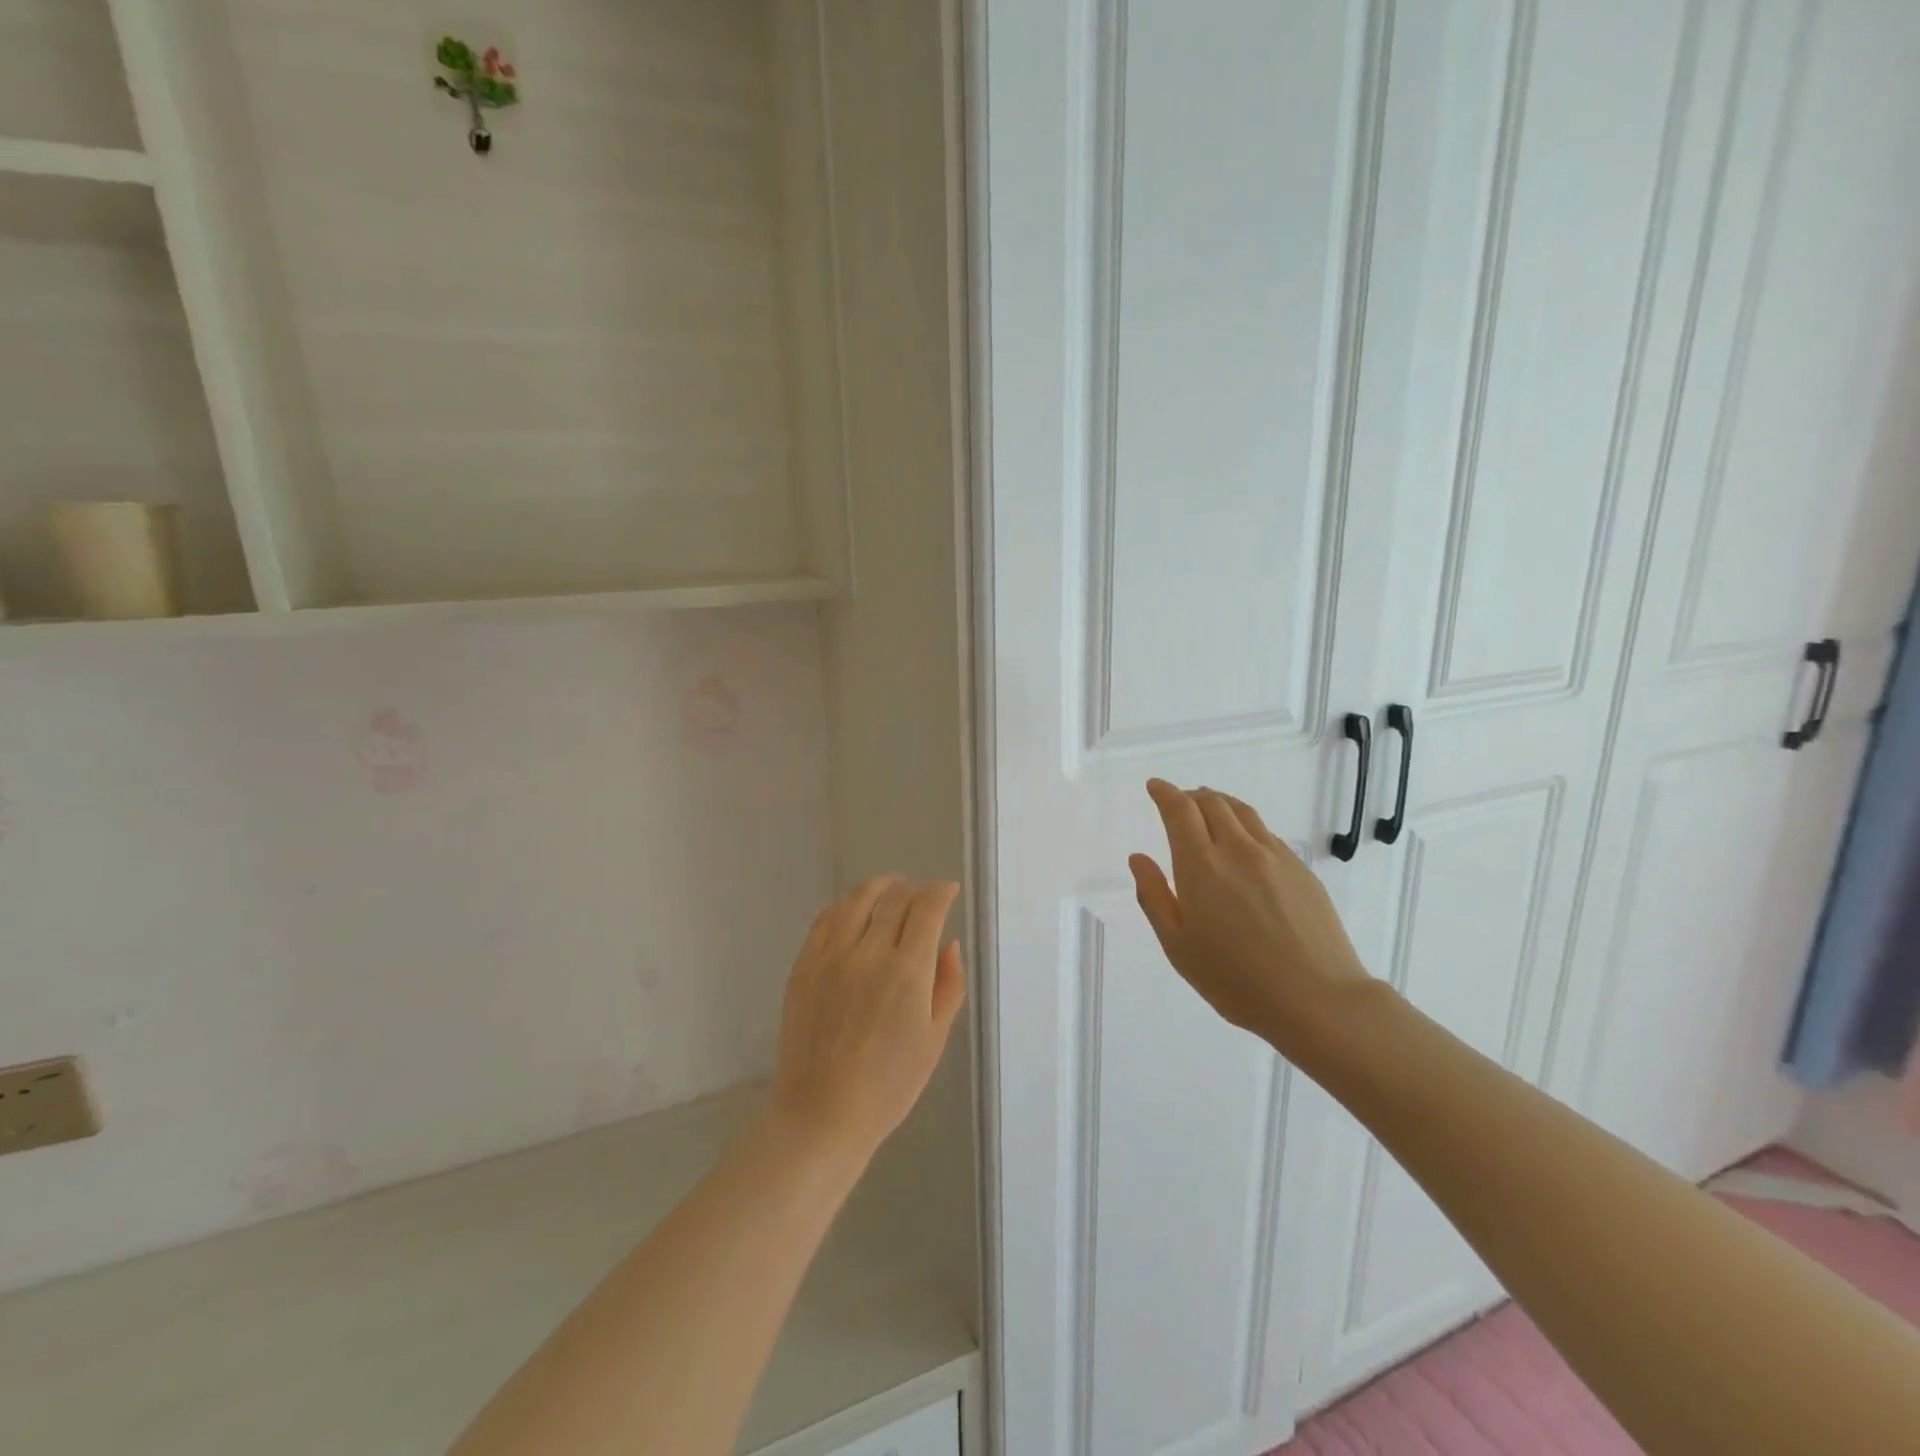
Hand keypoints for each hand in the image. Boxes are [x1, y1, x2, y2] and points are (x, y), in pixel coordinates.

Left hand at [769, 877, 966, 1163]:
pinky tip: (852, 910)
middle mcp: (868, 953)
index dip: (940, 892)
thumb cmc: (889, 1085)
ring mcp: (830, 957)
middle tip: (922, 895)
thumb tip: (948, 944)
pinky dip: (844, 907)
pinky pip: (824, 920)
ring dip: (879, 887)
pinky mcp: (803, 966)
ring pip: (856, 901)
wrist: (822, 1114)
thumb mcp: (934, 1039)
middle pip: (894, 899)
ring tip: (889, 887)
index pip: (926, 909)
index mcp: (907, 971)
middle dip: (914, 889)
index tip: (948, 890)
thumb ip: (948, 985)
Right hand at [1129, 779, 1373, 1062]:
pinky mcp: (1301, 870)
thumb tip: (1138, 858)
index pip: (1180, 810)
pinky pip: (1266, 832)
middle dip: (1190, 795)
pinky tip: (1244, 842)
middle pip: (1212, 803)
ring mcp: (1275, 857)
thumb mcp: (1178, 946)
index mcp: (1201, 865)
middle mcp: (1238, 849)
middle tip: (1178, 800)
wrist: (1318, 1000)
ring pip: (1243, 812)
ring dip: (1219, 802)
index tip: (1154, 786)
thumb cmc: (1235, 979)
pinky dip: (1245, 824)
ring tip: (1209, 808)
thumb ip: (1154, 897)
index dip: (1165, 793)